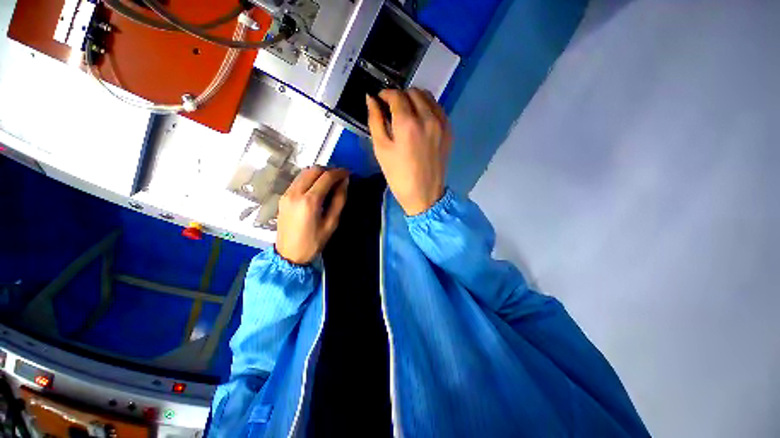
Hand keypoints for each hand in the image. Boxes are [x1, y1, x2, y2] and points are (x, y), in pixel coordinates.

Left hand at [276, 166, 348, 264]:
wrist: (288, 254)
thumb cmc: (314, 242)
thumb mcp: (331, 223)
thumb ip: (339, 200)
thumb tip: (345, 182)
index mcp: (309, 201)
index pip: (326, 177)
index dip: (339, 173)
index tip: (348, 173)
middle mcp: (295, 193)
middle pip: (313, 170)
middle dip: (329, 170)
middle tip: (340, 176)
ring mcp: (286, 193)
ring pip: (304, 173)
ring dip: (319, 172)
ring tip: (330, 180)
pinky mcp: (283, 196)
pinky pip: (298, 180)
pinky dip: (310, 178)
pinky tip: (317, 186)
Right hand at [366, 88, 451, 215]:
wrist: (424, 195)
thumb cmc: (398, 175)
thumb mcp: (381, 149)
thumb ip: (375, 121)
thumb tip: (371, 99)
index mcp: (408, 123)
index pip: (396, 95)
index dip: (385, 95)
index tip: (379, 102)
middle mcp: (427, 118)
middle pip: (413, 92)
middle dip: (399, 96)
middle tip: (391, 110)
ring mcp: (441, 124)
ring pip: (427, 97)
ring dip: (414, 99)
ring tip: (406, 114)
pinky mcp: (449, 131)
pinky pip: (438, 109)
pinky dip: (427, 108)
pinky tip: (420, 121)